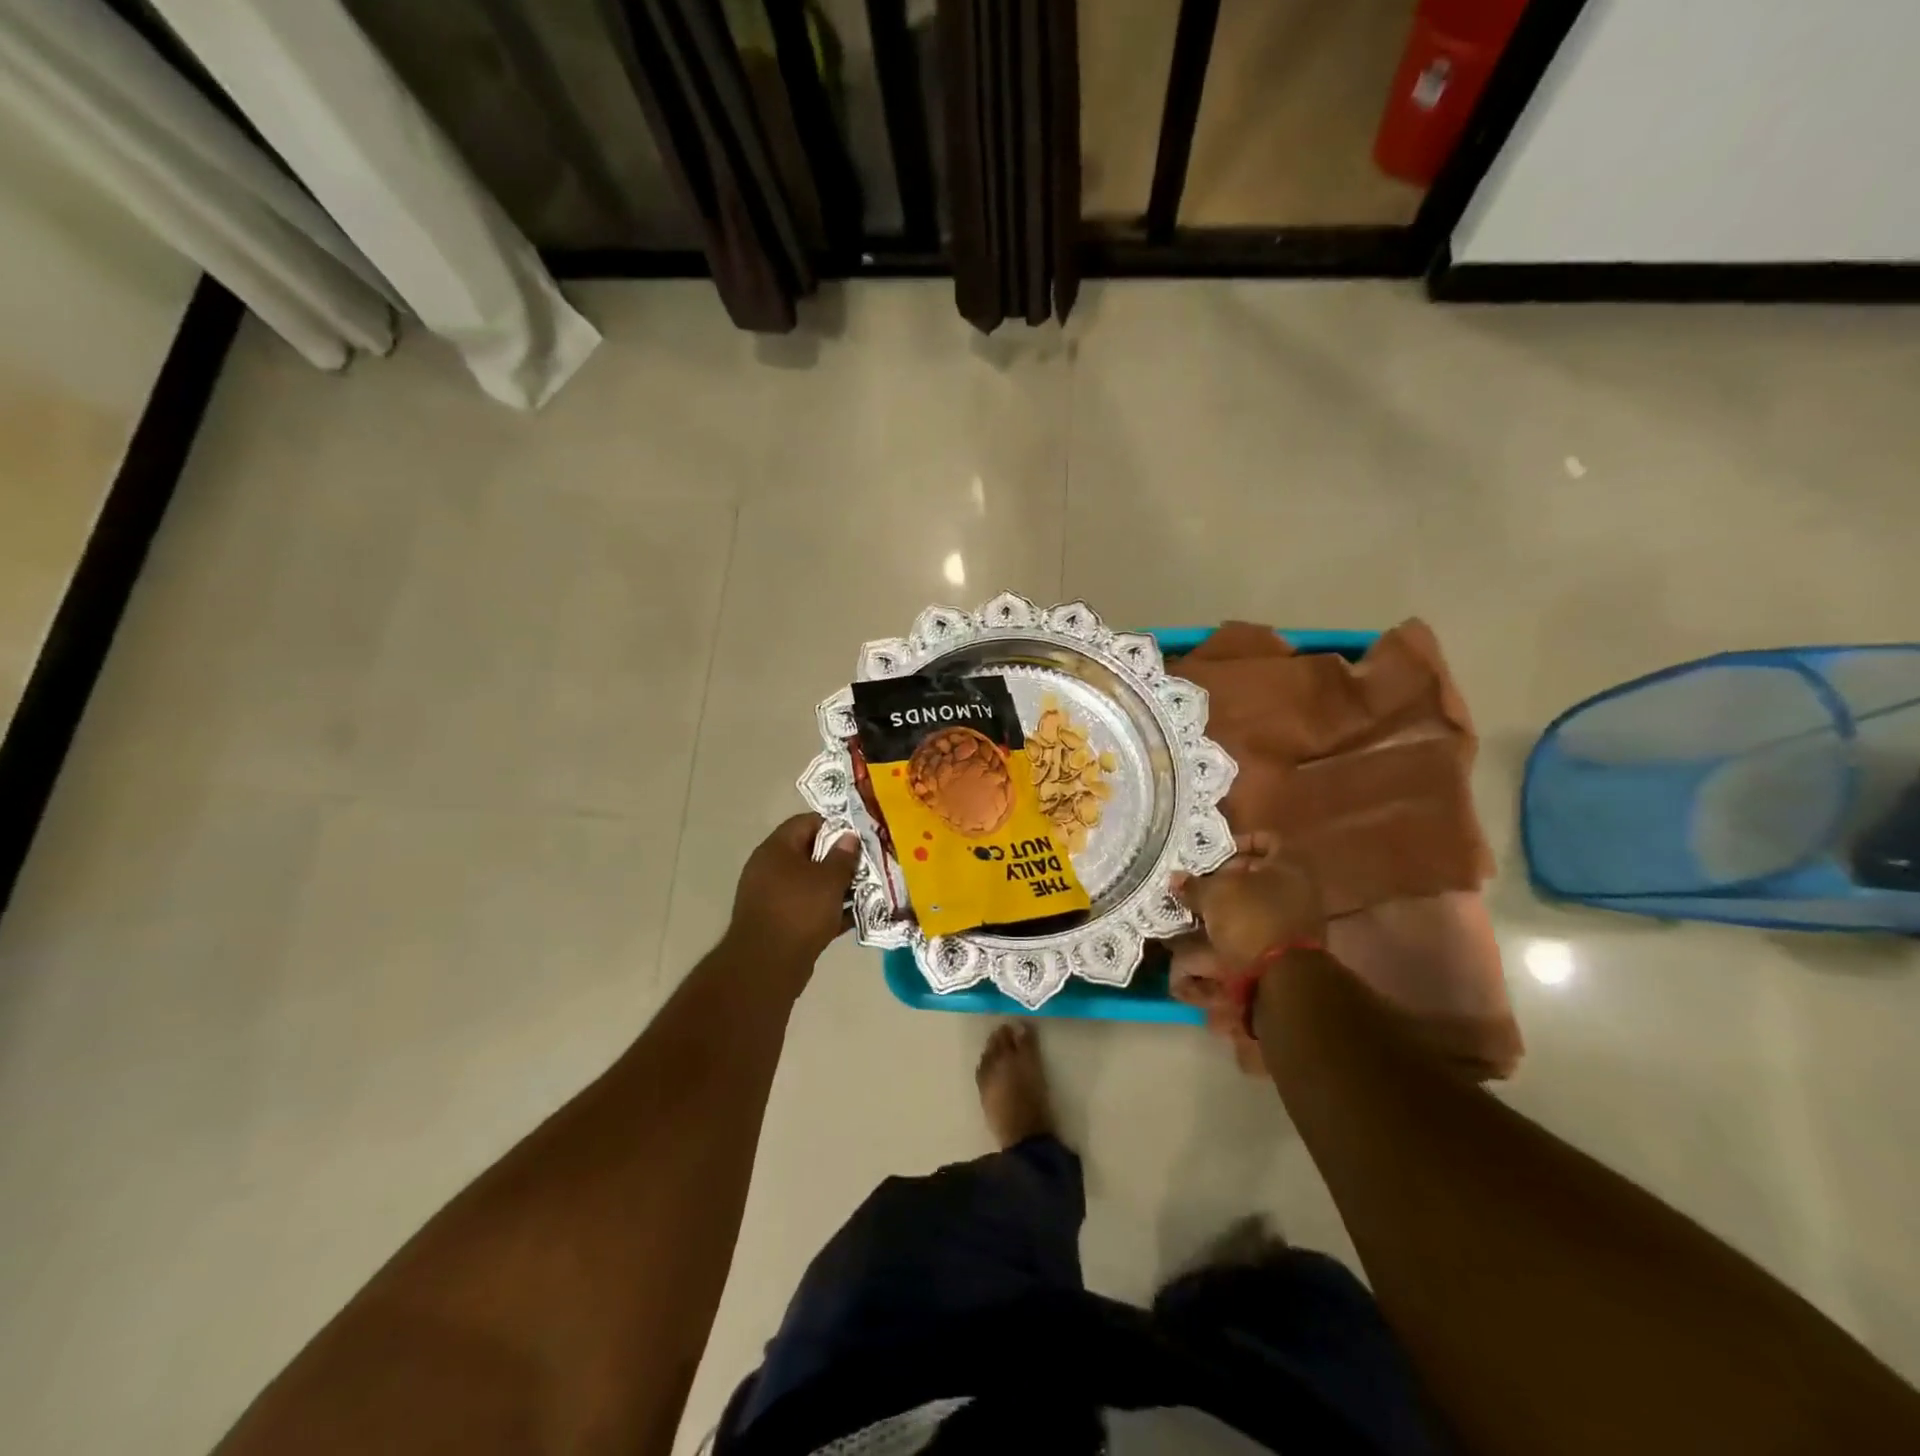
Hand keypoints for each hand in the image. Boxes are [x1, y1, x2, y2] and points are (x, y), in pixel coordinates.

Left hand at [727, 814, 859, 975]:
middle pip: (808, 852)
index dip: (834, 824)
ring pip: (809, 883)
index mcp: (776, 848)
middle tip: (866, 864)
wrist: (766, 966)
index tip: (859, 835)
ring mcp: (770, 896)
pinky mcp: (776, 922)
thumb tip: (849, 837)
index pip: (806, 822)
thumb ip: (842, 856)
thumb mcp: (829, 880)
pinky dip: (826, 909)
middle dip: (838, 858)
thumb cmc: (800, 911)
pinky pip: (806, 907)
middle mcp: (768, 868)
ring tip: (865, 890)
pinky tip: (851, 917)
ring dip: (835, 886)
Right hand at [1172, 831, 1325, 973]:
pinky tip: (1211, 934)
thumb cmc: (1251, 919)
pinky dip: (1235, 929)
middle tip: (1200, 882)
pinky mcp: (1288, 947)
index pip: (1265, 840)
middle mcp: (1298, 889)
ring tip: (1199, 910)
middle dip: (1226, 878)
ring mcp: (1297, 920)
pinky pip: (1257, 928)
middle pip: (1258, 874)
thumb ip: (1194, 884)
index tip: (1213, 853)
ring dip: (1228, 906)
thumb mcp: (1214, 895)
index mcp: (1289, 865)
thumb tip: (1176, 878)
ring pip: (1255, 903)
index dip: (1238, 842)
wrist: (1282, 978)